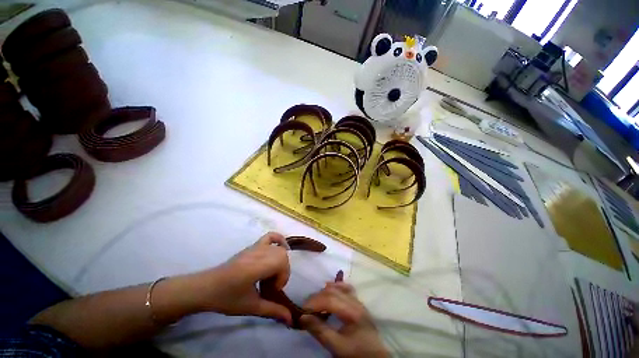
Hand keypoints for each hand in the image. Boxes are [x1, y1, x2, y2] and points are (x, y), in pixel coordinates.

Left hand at [188, 232, 292, 324]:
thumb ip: (273, 311)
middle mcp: (258, 252)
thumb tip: (291, 320)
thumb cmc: (227, 299)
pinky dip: (278, 239)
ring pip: (278, 248)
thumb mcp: (251, 307)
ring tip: (272, 273)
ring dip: (280, 261)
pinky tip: (280, 248)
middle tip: (272, 284)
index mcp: (257, 266)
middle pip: (282, 255)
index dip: (283, 277)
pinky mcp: (252, 246)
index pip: (282, 262)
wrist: (206, 288)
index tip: (273, 290)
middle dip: (282, 271)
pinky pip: (269, 236)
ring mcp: (255, 247)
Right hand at [300, 282, 387, 357]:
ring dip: (325, 292)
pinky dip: (336, 287)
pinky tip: (329, 289)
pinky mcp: (358, 303)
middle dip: (317, 297)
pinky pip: (346, 289)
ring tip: (315, 301)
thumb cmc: (356, 353)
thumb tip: (303, 317)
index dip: (314, 302)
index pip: (330, 299)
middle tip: (306, 308)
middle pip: (333, 292)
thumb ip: (320, 331)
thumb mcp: (337, 347)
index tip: (302, 310)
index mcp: (353, 312)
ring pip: (340, 288)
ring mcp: (358, 301)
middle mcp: (356, 302)